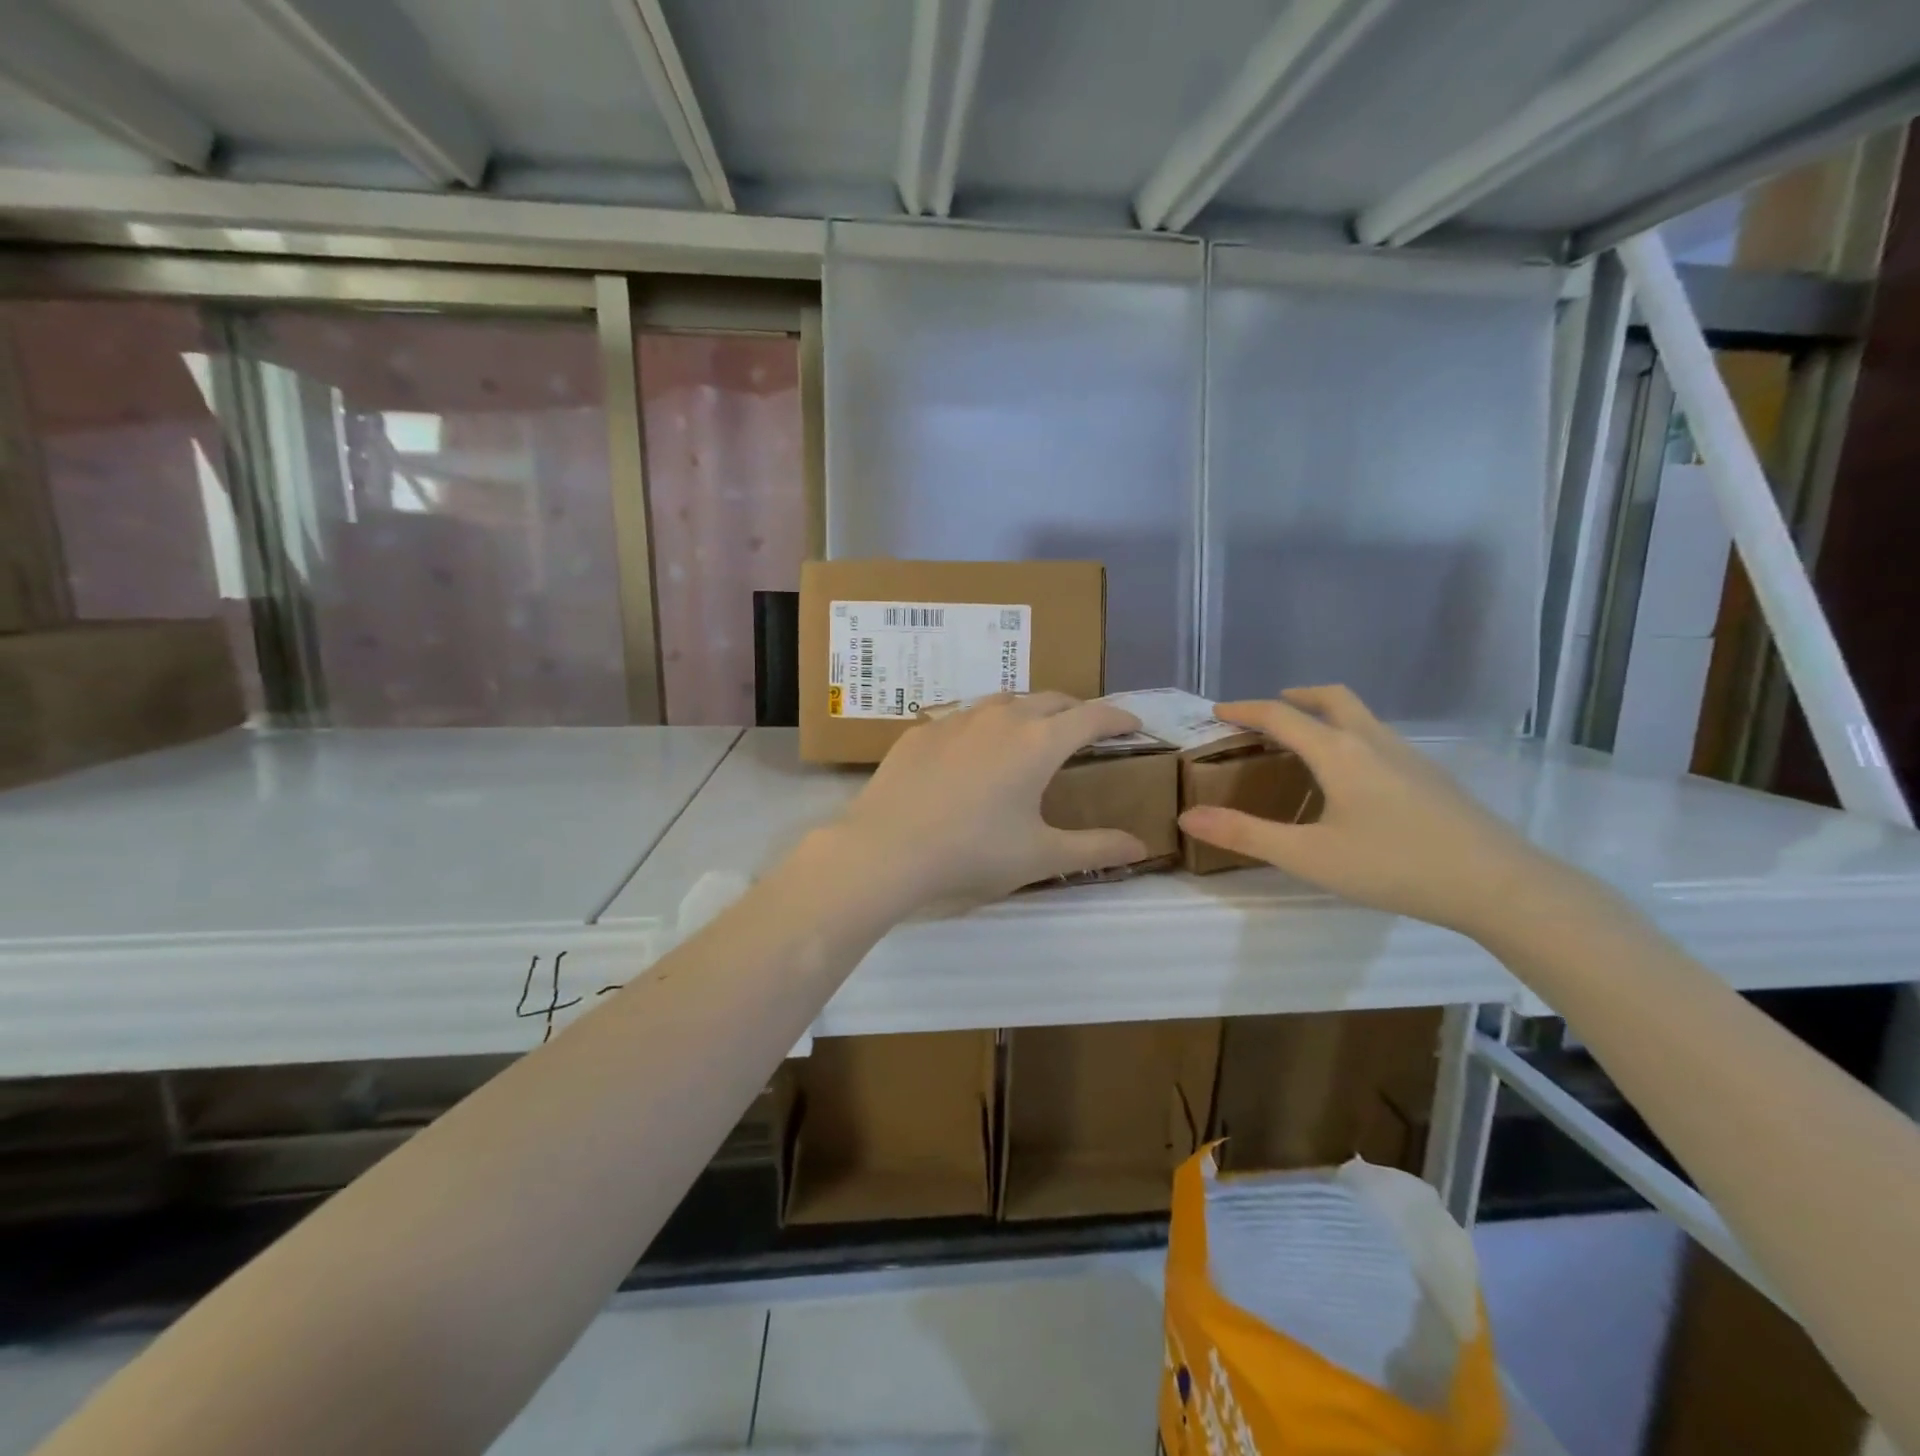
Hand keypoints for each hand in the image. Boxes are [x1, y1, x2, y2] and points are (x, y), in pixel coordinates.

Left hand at [833, 692, 1148, 908]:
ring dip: (1028, 712)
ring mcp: (957, 719)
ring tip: (1031, 735)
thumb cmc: (973, 853)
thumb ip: (1095, 849)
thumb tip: (1140, 847)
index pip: (1093, 716)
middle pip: (1050, 700)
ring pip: (1004, 701)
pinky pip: (964, 718)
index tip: (1133, 725)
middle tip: (1085, 733)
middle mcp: (1002, 717)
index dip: (1119, 717)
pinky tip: (972, 753)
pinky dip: (983, 727)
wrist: (886, 849)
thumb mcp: (1041, 856)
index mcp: (1039, 742)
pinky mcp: (922, 730)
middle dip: (1076, 711)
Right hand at [1177, 686, 1553, 937]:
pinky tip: (1353, 781)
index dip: (1245, 709)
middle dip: (1296, 697)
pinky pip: (1381, 740)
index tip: (1218, 711)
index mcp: (1339, 752)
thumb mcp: (1308, 856)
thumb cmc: (1394, 866)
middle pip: (1332, 698)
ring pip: (1362, 718)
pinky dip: (1352, 739)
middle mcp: (1374, 742)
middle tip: (1269, 712)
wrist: (1499, 885)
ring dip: (1327, 717)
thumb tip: (1188, 816)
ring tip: (1305, 745)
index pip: (1281, 715)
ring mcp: (1410, 757)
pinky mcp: (1433, 778)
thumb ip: (1245, 834)